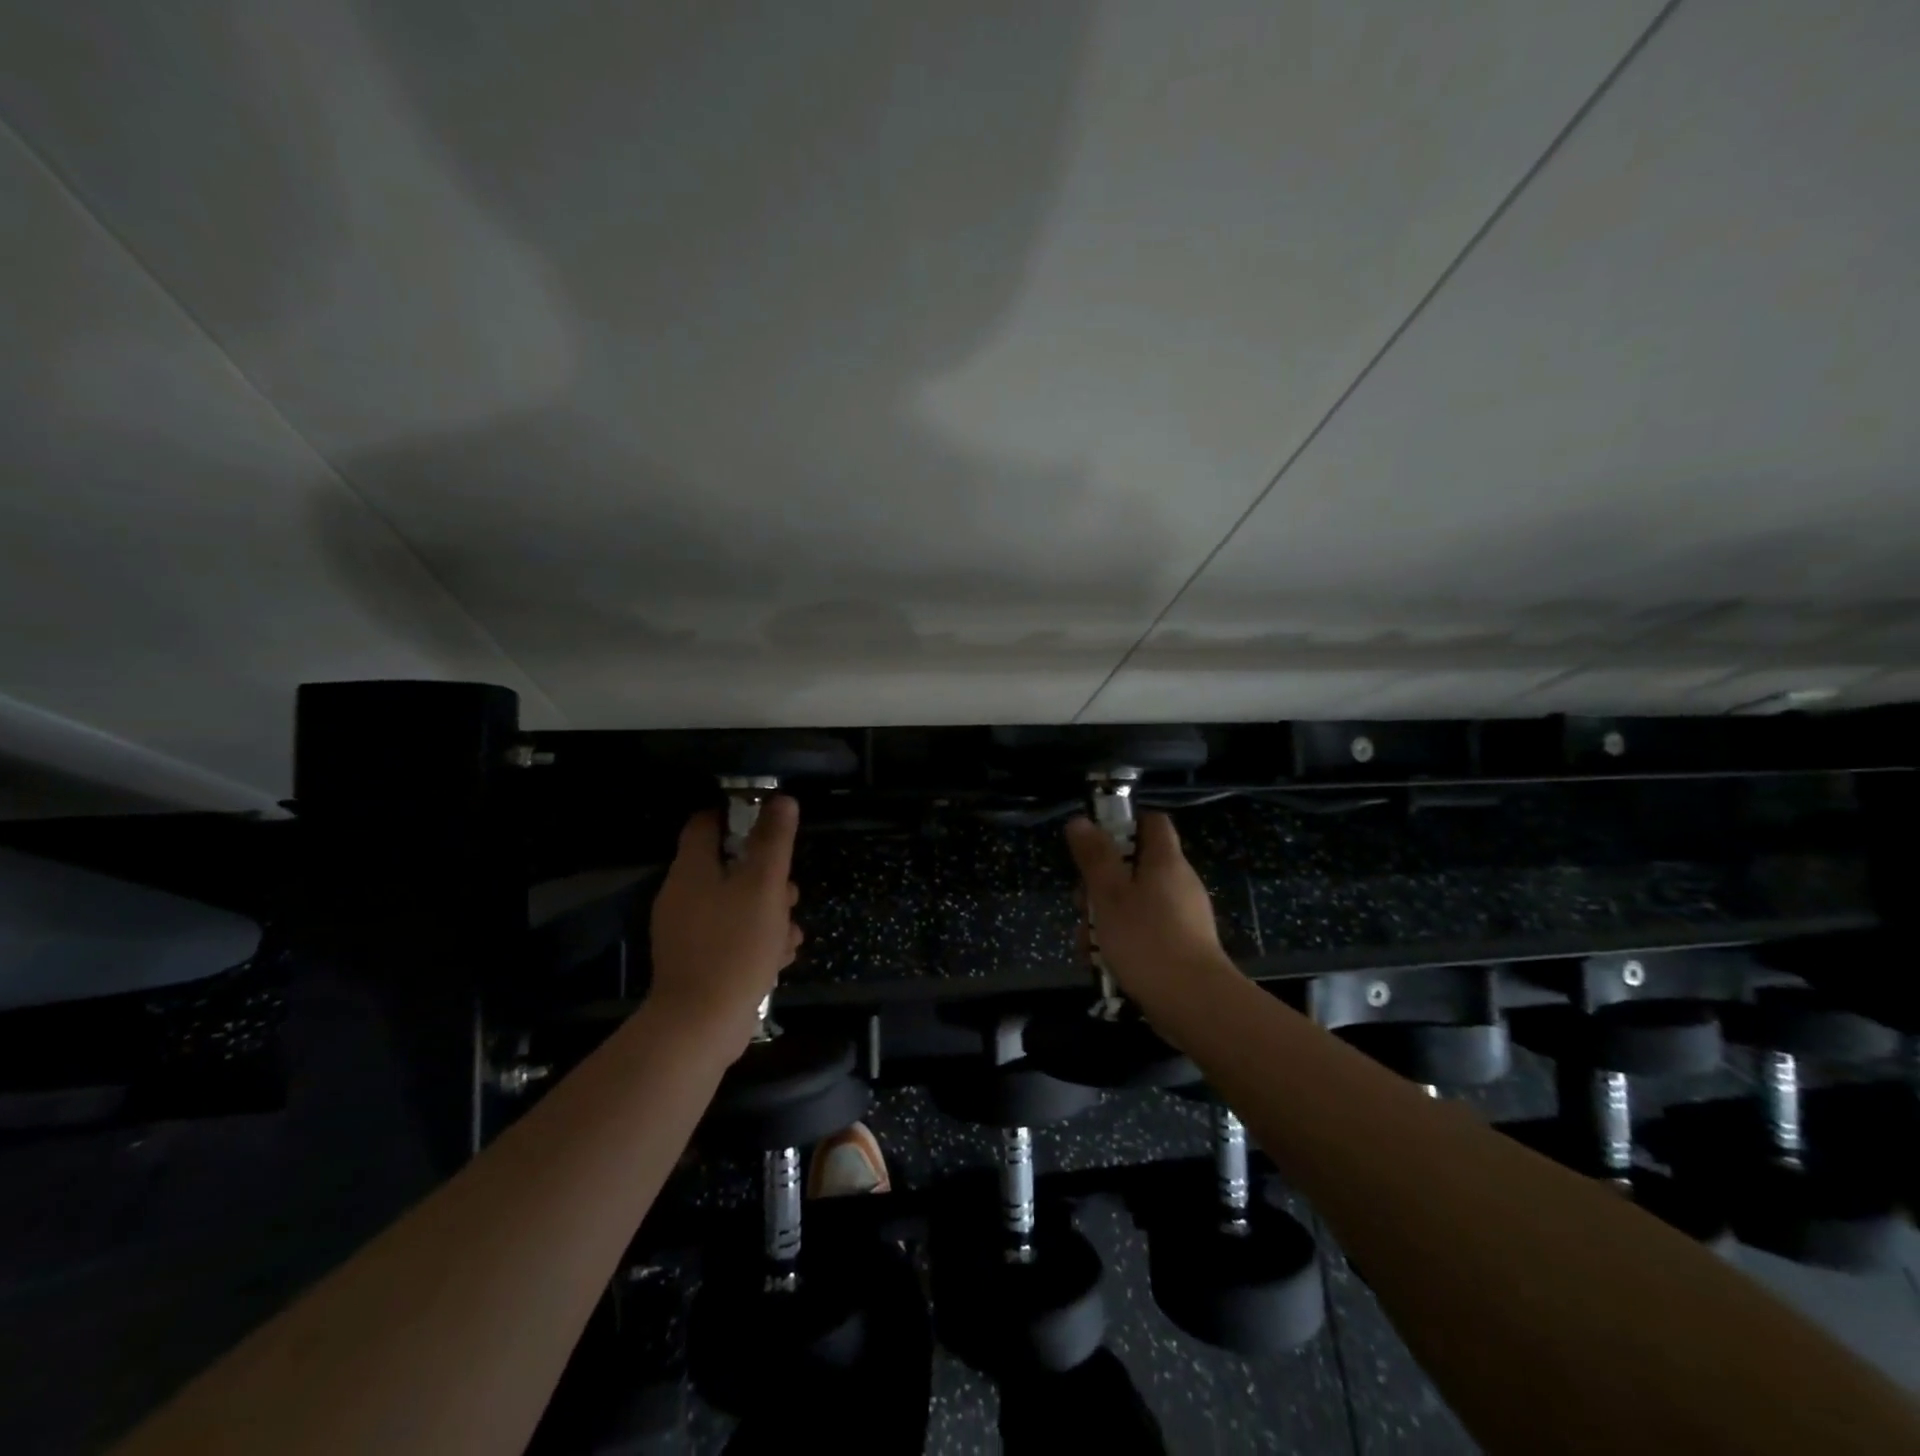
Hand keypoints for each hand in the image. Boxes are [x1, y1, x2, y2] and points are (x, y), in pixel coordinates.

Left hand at [649, 795, 803, 1054]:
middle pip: (727, 867)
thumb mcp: (764, 886)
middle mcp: (683, 896)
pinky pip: (731, 937)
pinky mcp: (698, 962)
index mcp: (692, 871)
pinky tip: (781, 957)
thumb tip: (781, 799)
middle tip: (789, 890)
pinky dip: (756, 941)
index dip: (737, 816)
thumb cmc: (735, 945)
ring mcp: (687, 932)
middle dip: (765, 876)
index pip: (706, 824)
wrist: (701, 1024)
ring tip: (792, 931)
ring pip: (735, 905)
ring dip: (768, 912)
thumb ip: (773, 841)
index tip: (770, 824)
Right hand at [1065, 811, 1228, 1013]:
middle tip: (1082, 904)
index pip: (1151, 822)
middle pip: (1135, 866)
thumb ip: (1094, 857)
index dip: (1123, 824)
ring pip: (1135, 903)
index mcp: (1166, 861)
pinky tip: (1105, 964)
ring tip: (1088, 944)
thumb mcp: (1109, 894)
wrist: (1194, 1004)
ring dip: (1106, 918)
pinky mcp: (1182, 947)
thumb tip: (1080, 821)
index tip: (1095, 844)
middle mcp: (1179, 882)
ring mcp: (1184, 917)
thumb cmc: (1147, 940)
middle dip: (1101, 884)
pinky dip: (1123, 941)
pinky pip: (1146, 931)